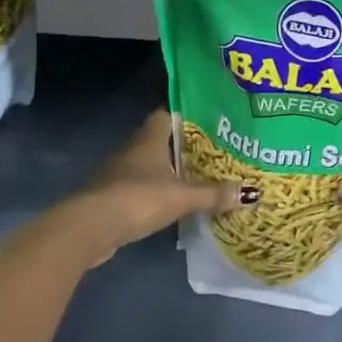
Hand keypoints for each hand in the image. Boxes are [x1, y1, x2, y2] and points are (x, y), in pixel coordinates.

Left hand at [56, 110, 254, 264]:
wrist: (89, 227)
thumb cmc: (137, 198)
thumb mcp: (181, 197)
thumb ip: (214, 195)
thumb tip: (252, 193)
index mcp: (150, 138)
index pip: (168, 114)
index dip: (188, 115)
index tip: (212, 120)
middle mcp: (134, 149)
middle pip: (162, 139)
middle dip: (185, 145)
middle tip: (216, 150)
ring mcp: (121, 172)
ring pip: (152, 164)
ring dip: (171, 170)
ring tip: (201, 176)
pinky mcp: (114, 196)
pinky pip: (143, 186)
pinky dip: (159, 191)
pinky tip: (175, 202)